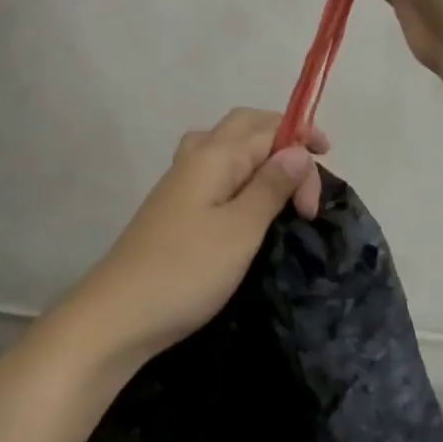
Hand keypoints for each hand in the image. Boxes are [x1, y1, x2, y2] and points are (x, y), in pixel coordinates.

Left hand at [71, 108, 328, 358]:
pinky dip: (241, 176)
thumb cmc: (186, 271)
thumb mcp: (241, 229)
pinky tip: (246, 204)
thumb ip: (270, 186)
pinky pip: (215, 173)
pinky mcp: (174, 208)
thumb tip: (297, 150)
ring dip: (259, 156)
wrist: (119, 315)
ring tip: (282, 185)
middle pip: (244, 126)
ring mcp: (180, 182)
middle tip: (309, 175)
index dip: (301, 147)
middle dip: (282, 139)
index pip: (268, 129)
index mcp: (213, 155)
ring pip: (226, 147)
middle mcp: (195, 158)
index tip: (323, 190)